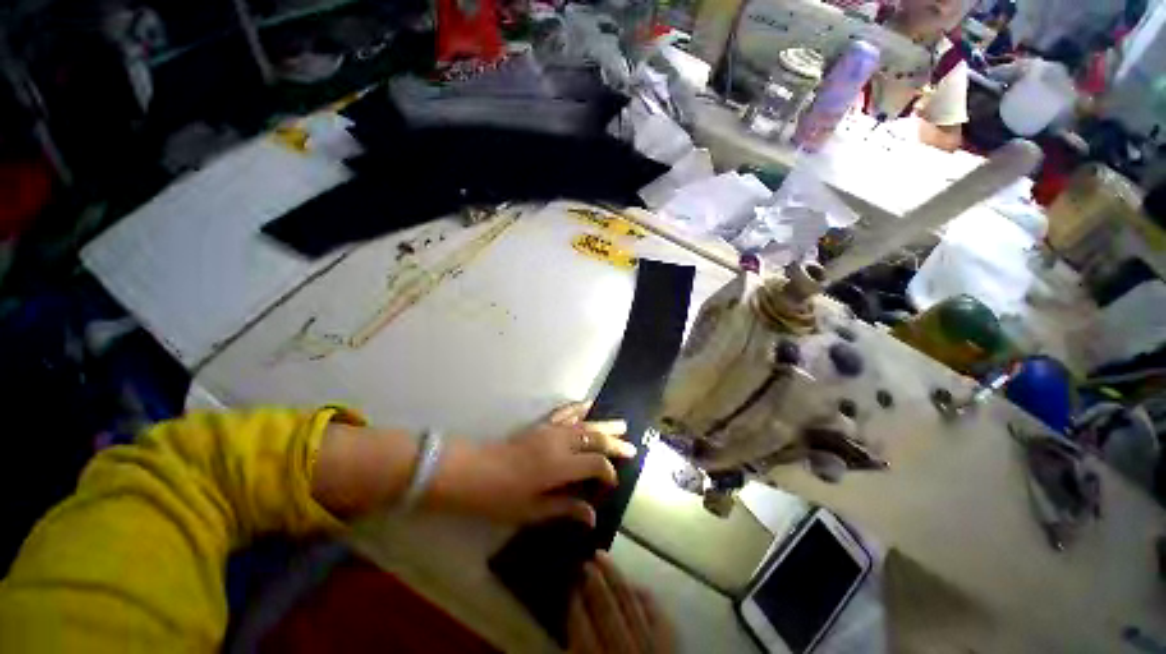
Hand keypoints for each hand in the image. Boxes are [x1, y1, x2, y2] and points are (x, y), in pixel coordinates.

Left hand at [431, 402, 633, 525]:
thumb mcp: (532, 510)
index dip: (608, 472)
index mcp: (559, 466)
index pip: (595, 464)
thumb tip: (592, 516)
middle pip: (594, 438)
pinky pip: (564, 412)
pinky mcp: (541, 425)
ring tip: (622, 425)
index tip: (612, 483)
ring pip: (584, 423)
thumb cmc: (500, 497)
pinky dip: (579, 408)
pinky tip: (588, 405)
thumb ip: (564, 508)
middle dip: (615, 443)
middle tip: (632, 447)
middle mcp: (559, 444)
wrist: (472, 471)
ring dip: (604, 423)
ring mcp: (550, 430)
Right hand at [569, 553, 673, 653]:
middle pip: (607, 611)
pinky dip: (644, 594)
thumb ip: (577, 652)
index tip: (567, 583)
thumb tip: (567, 632)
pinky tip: (633, 582)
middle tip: (583, 560)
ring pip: (631, 603)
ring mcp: (653, 647)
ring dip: (615, 577)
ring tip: (601, 556)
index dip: (574, 604)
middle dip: (593, 583)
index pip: (582, 631)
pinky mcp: (672, 645)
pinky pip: (657, 612)